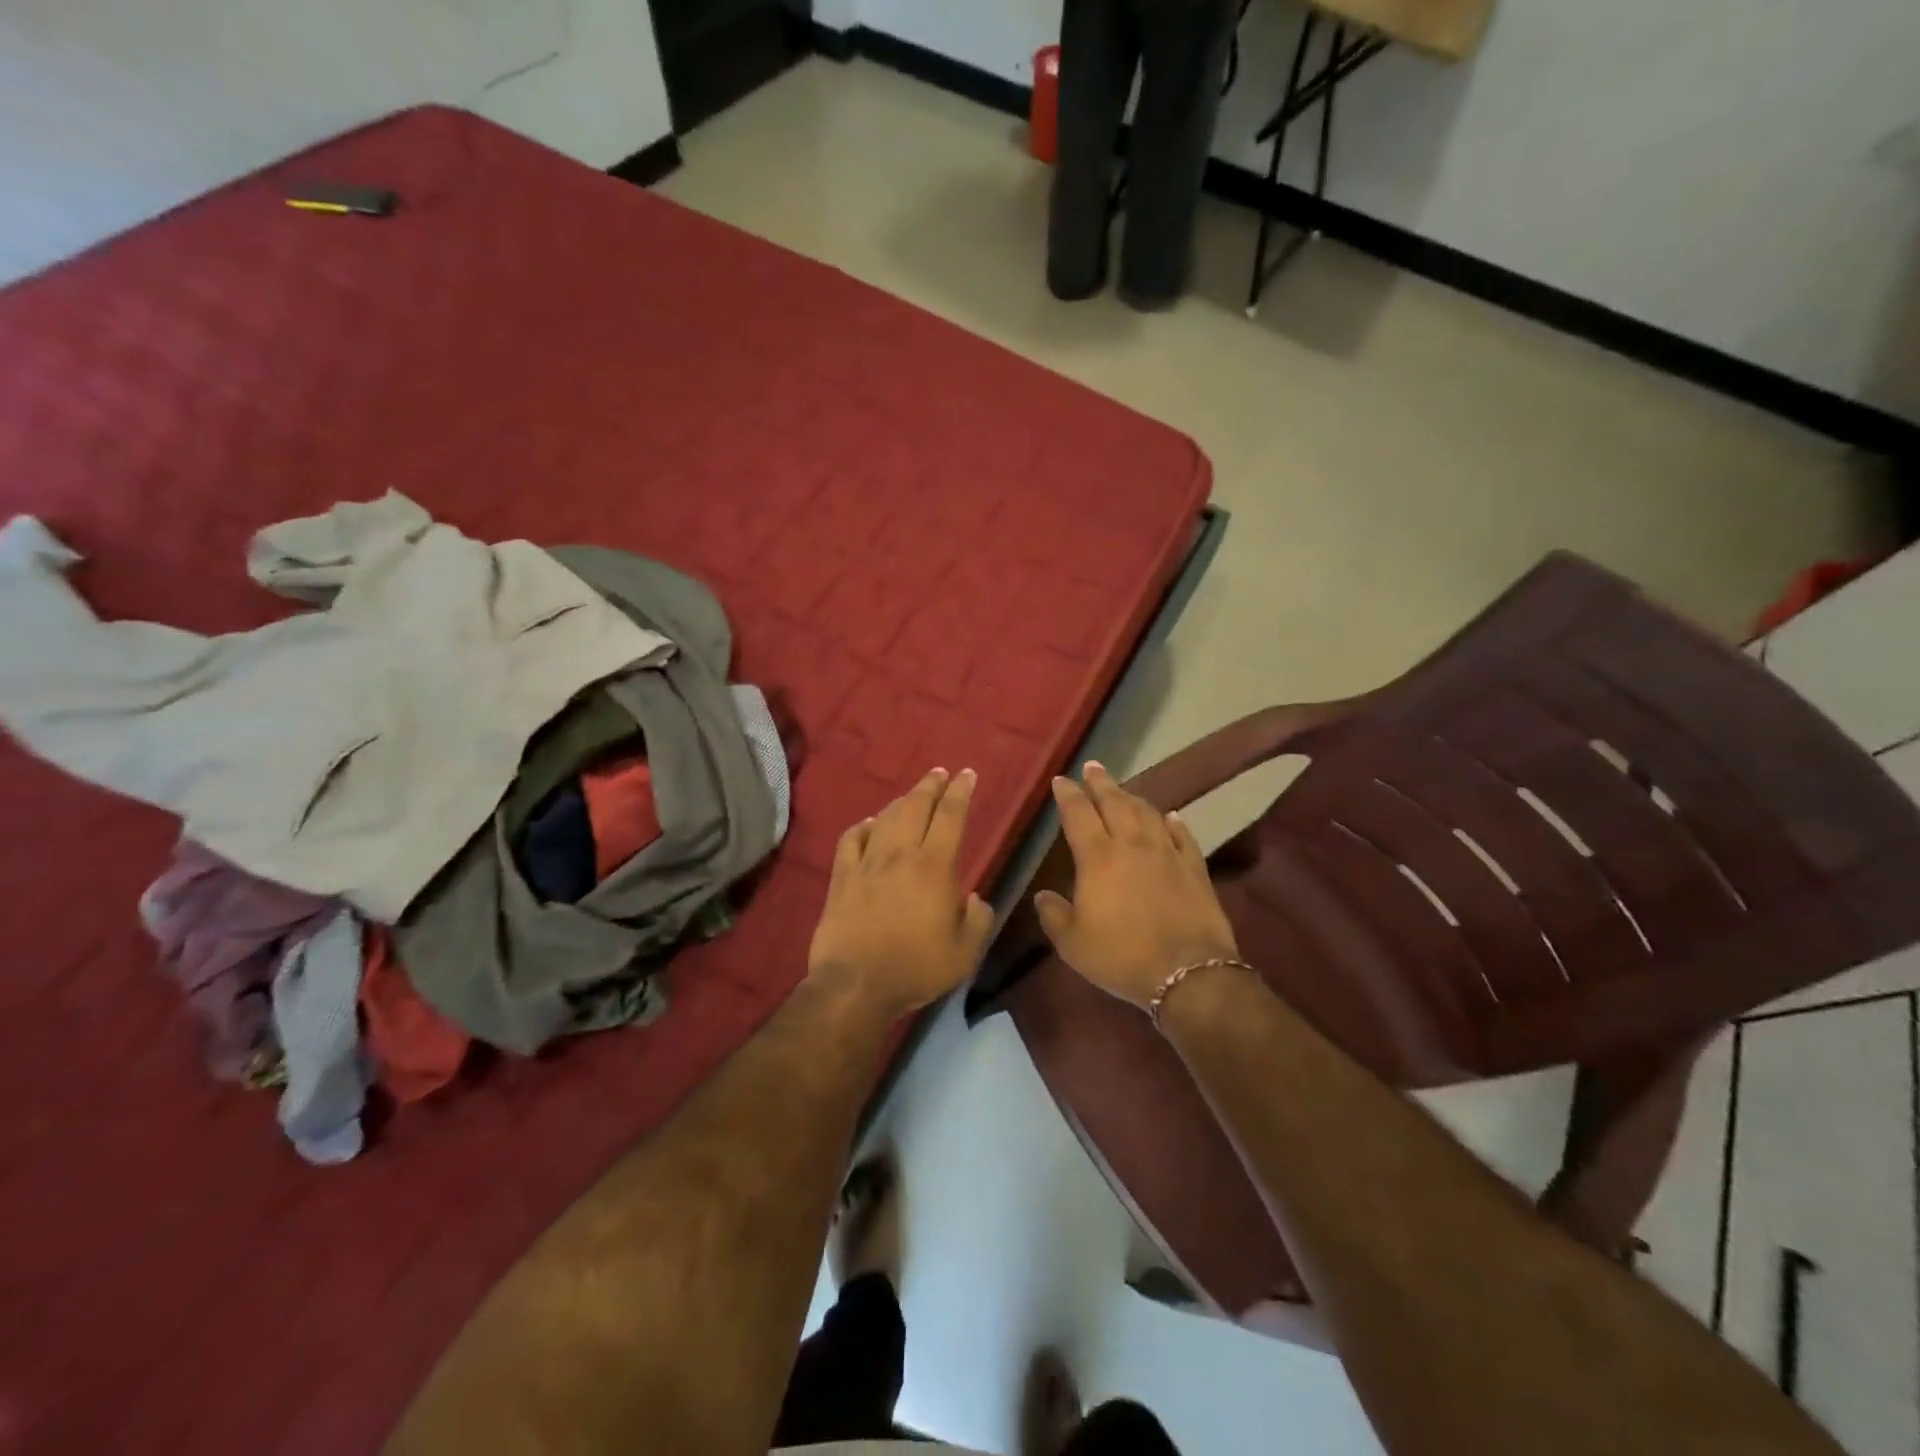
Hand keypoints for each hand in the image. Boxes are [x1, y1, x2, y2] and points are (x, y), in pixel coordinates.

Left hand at [807, 767, 994, 1017]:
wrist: (855, 984)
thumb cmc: (916, 968)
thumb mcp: (965, 953)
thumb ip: (979, 920)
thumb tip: (976, 899)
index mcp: (934, 867)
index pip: (950, 816)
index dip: (960, 792)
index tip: (966, 774)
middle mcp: (900, 854)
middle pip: (916, 806)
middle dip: (931, 785)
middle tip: (940, 773)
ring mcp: (867, 863)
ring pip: (885, 818)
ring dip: (901, 801)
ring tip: (912, 796)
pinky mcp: (841, 877)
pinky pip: (851, 839)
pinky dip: (863, 826)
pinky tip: (869, 825)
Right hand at [1035, 762, 1238, 1009]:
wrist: (1187, 972)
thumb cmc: (1121, 956)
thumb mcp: (1073, 943)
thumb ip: (1054, 915)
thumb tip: (1043, 896)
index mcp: (1098, 857)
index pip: (1078, 814)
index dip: (1068, 795)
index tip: (1061, 780)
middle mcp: (1132, 845)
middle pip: (1114, 803)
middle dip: (1101, 783)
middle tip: (1093, 767)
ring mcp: (1167, 853)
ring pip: (1148, 813)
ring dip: (1133, 797)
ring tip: (1123, 789)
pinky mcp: (1195, 868)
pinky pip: (1183, 836)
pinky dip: (1173, 822)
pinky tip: (1170, 816)